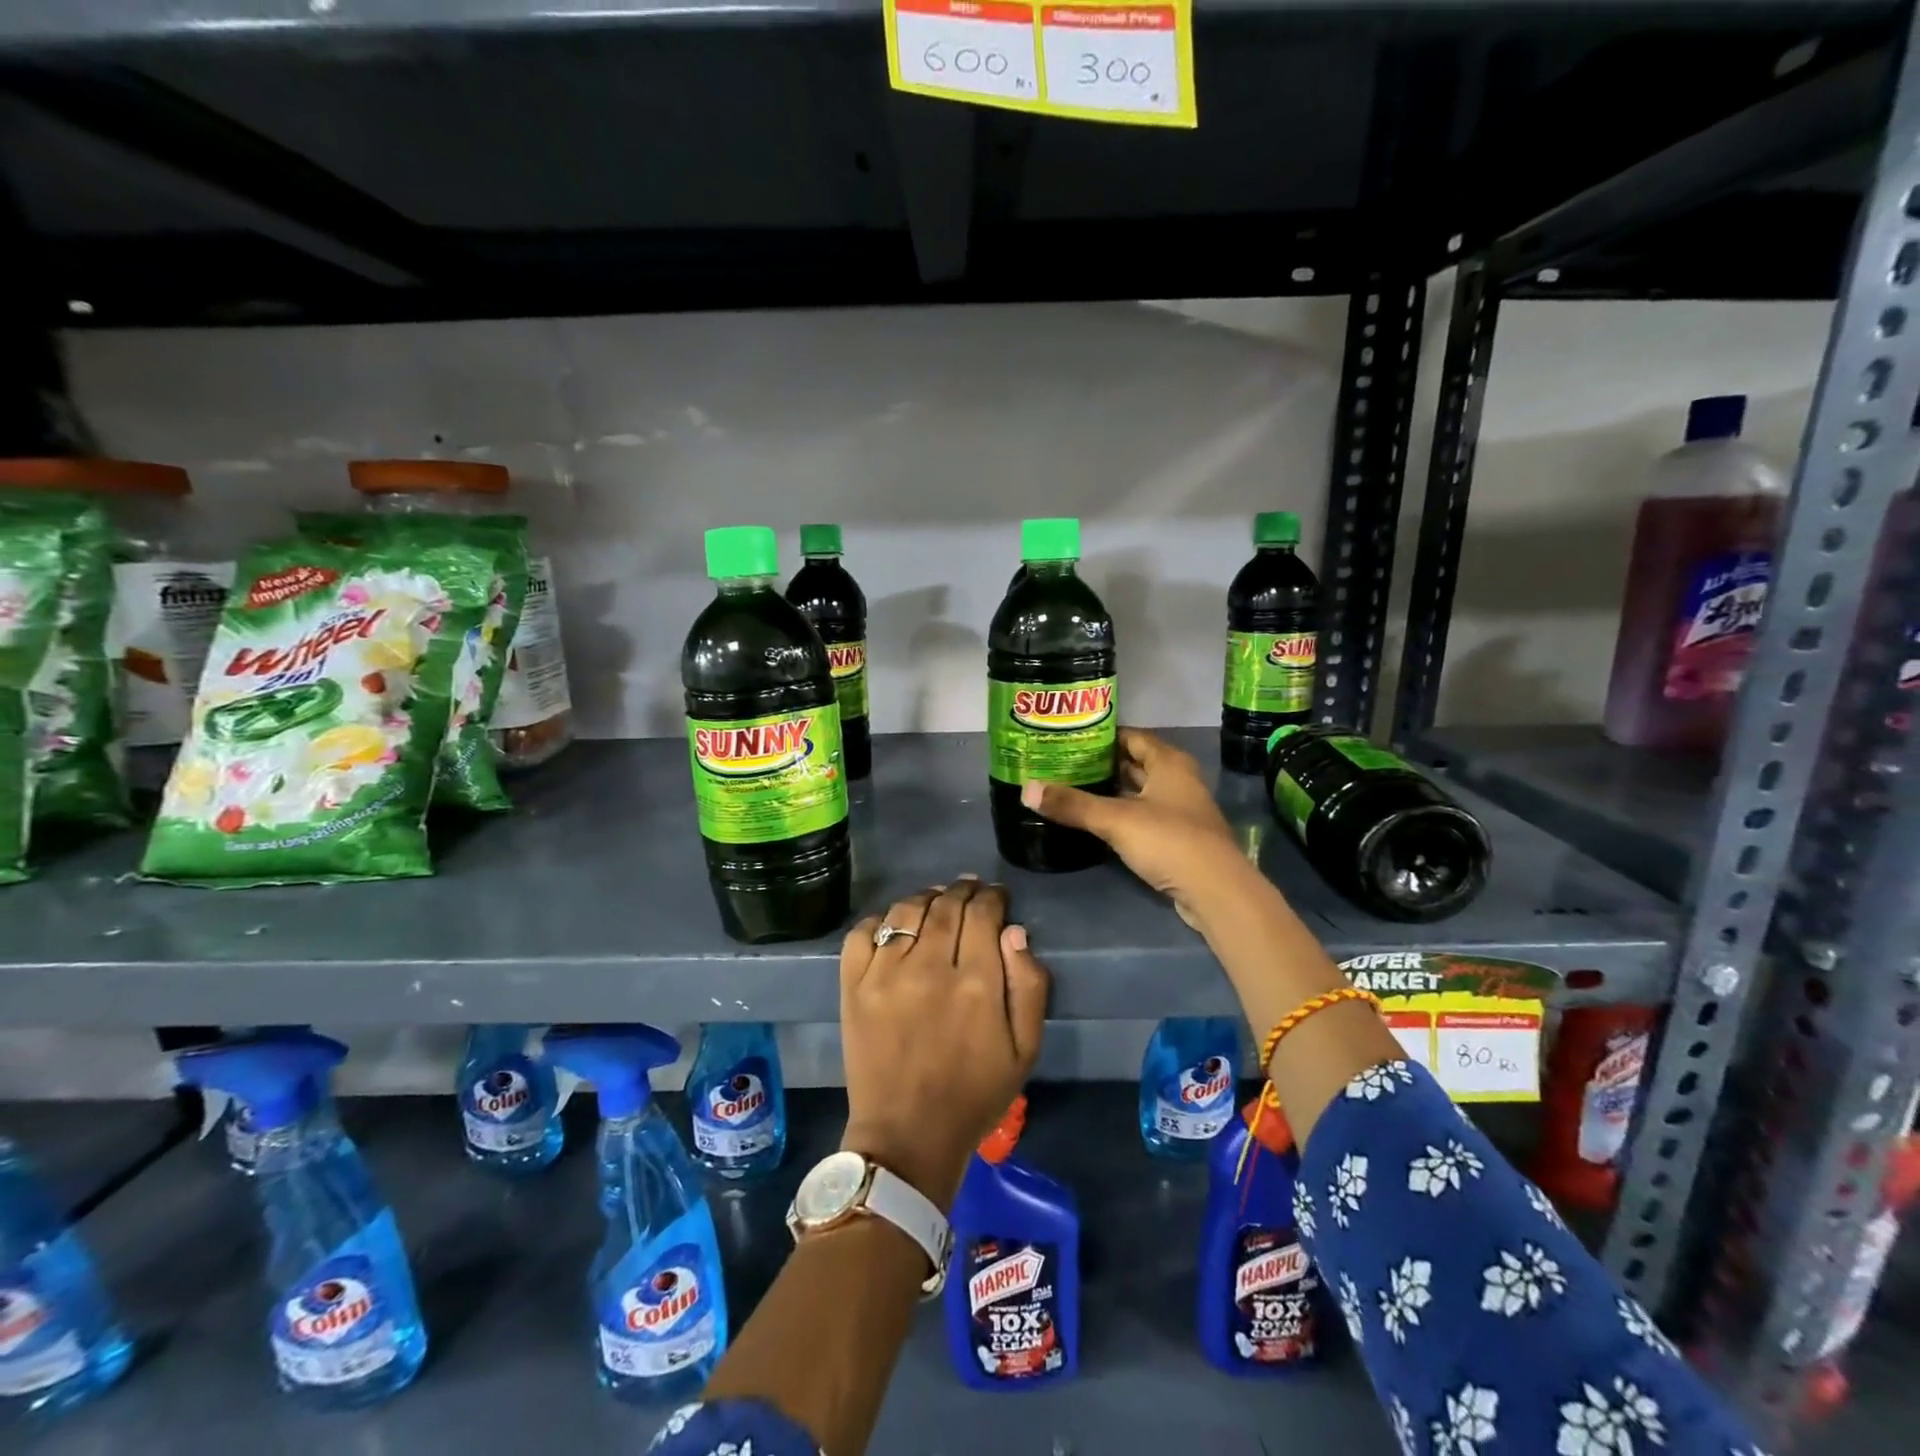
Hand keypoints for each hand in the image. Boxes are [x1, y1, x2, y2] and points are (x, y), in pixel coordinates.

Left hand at [839, 879, 1048, 1211]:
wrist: (907, 1136)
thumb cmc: (975, 1095)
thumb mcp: (1025, 1050)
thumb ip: (1030, 986)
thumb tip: (1014, 931)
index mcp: (976, 983)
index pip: (983, 913)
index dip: (992, 896)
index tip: (996, 896)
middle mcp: (929, 966)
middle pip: (946, 904)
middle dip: (963, 889)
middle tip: (970, 890)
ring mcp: (885, 974)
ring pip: (906, 909)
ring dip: (926, 897)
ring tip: (935, 900)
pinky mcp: (854, 986)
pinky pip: (863, 932)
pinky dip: (880, 920)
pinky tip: (894, 926)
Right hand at [1021, 727, 1254, 929]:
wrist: (1215, 890)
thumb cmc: (1168, 840)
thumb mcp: (1115, 819)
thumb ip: (1072, 804)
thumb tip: (1026, 789)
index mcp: (1168, 762)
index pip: (1131, 737)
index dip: (1102, 736)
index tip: (1069, 738)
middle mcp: (1177, 779)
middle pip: (1135, 763)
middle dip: (1102, 764)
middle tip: (1063, 764)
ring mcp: (1179, 810)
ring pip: (1139, 792)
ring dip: (1111, 791)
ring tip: (1072, 789)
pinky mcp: (1177, 837)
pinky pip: (1143, 816)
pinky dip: (1121, 814)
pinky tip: (1095, 821)